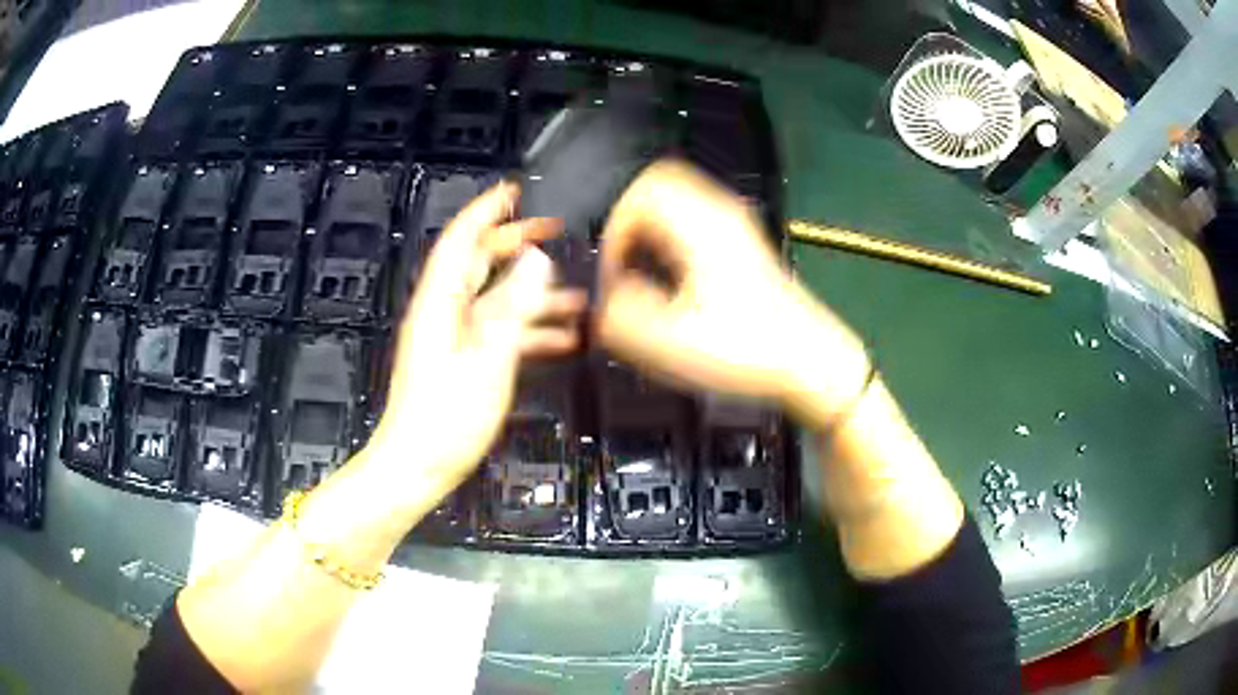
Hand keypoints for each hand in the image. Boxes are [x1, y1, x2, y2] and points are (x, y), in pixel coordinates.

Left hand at [367, 182, 585, 495]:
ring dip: (533, 293)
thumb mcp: (488, 359)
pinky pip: (498, 332)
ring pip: (496, 300)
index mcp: (441, 303)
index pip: (462, 240)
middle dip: (516, 244)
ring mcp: (452, 338)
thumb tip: (536, 260)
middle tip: (554, 232)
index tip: (515, 192)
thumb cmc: (445, 418)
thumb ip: (514, 307)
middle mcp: (444, 312)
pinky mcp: (461, 361)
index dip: (487, 210)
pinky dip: (528, 329)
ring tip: (577, 296)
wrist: (417, 466)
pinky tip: (562, 340)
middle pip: (480, 264)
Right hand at [595, 159, 869, 427]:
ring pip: (677, 198)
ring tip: (645, 271)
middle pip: (658, 183)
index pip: (641, 193)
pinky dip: (671, 233)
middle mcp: (720, 213)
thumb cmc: (748, 349)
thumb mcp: (673, 343)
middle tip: (623, 264)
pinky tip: (674, 275)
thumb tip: (602, 297)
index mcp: (702, 227)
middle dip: (629, 220)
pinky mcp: (743, 241)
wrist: (812, 360)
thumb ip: (621, 315)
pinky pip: (693, 215)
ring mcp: (736, 224)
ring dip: (650, 226)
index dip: (614, 228)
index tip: (614, 272)